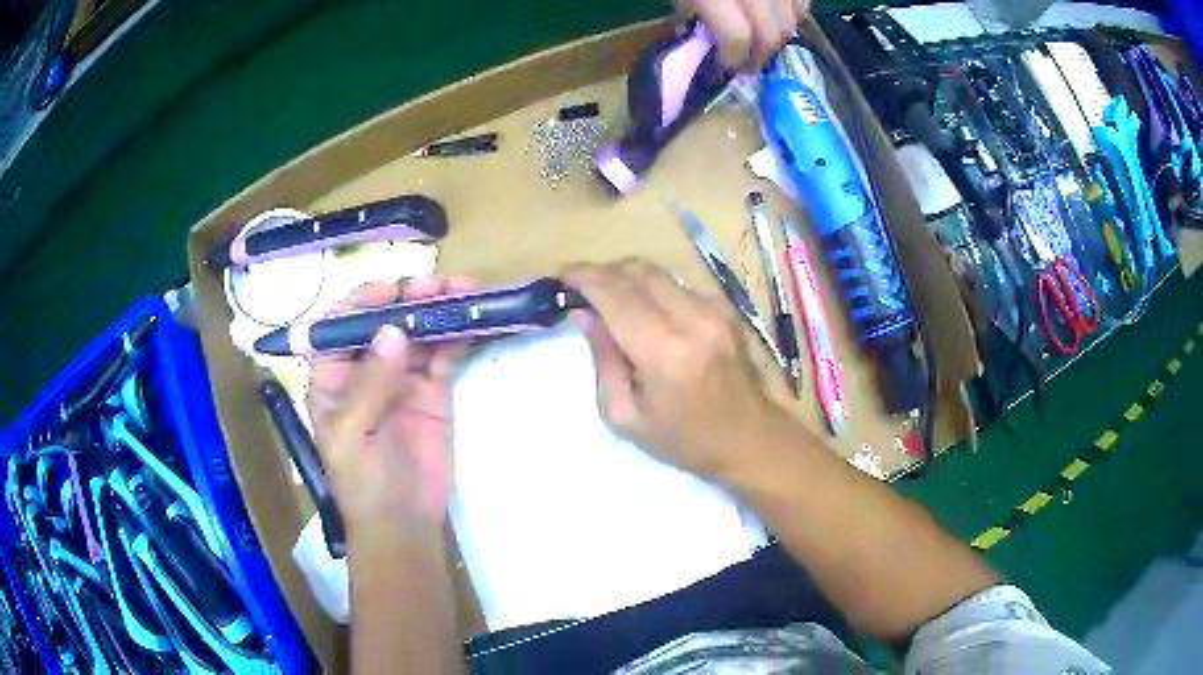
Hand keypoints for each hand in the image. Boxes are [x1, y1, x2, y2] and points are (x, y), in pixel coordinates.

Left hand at [307, 277, 474, 529]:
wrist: (403, 521)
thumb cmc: (362, 481)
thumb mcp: (352, 435)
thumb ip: (369, 384)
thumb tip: (393, 331)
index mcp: (333, 376)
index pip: (341, 326)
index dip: (364, 302)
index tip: (393, 289)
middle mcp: (366, 369)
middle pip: (385, 322)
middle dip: (408, 299)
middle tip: (437, 285)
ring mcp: (402, 378)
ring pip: (418, 333)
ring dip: (437, 311)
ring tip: (463, 291)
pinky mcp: (434, 391)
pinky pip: (443, 356)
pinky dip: (456, 337)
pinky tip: (471, 321)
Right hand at [565, 259, 784, 479]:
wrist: (748, 438)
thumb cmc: (683, 439)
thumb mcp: (624, 416)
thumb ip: (602, 360)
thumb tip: (584, 314)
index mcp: (664, 351)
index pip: (615, 294)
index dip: (583, 277)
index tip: (560, 277)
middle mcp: (693, 317)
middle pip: (637, 271)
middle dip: (602, 273)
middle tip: (580, 291)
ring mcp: (714, 308)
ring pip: (657, 272)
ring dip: (626, 279)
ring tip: (608, 301)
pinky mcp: (726, 308)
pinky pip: (676, 285)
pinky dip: (651, 290)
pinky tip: (644, 313)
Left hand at [677, 0, 809, 68]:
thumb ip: (688, 10)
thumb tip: (698, 36)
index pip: (737, 37)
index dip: (734, 58)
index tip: (726, 69)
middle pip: (770, 35)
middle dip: (759, 57)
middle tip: (747, 65)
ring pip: (792, 23)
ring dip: (778, 38)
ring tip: (762, 42)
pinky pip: (803, 5)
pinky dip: (794, 16)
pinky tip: (779, 18)